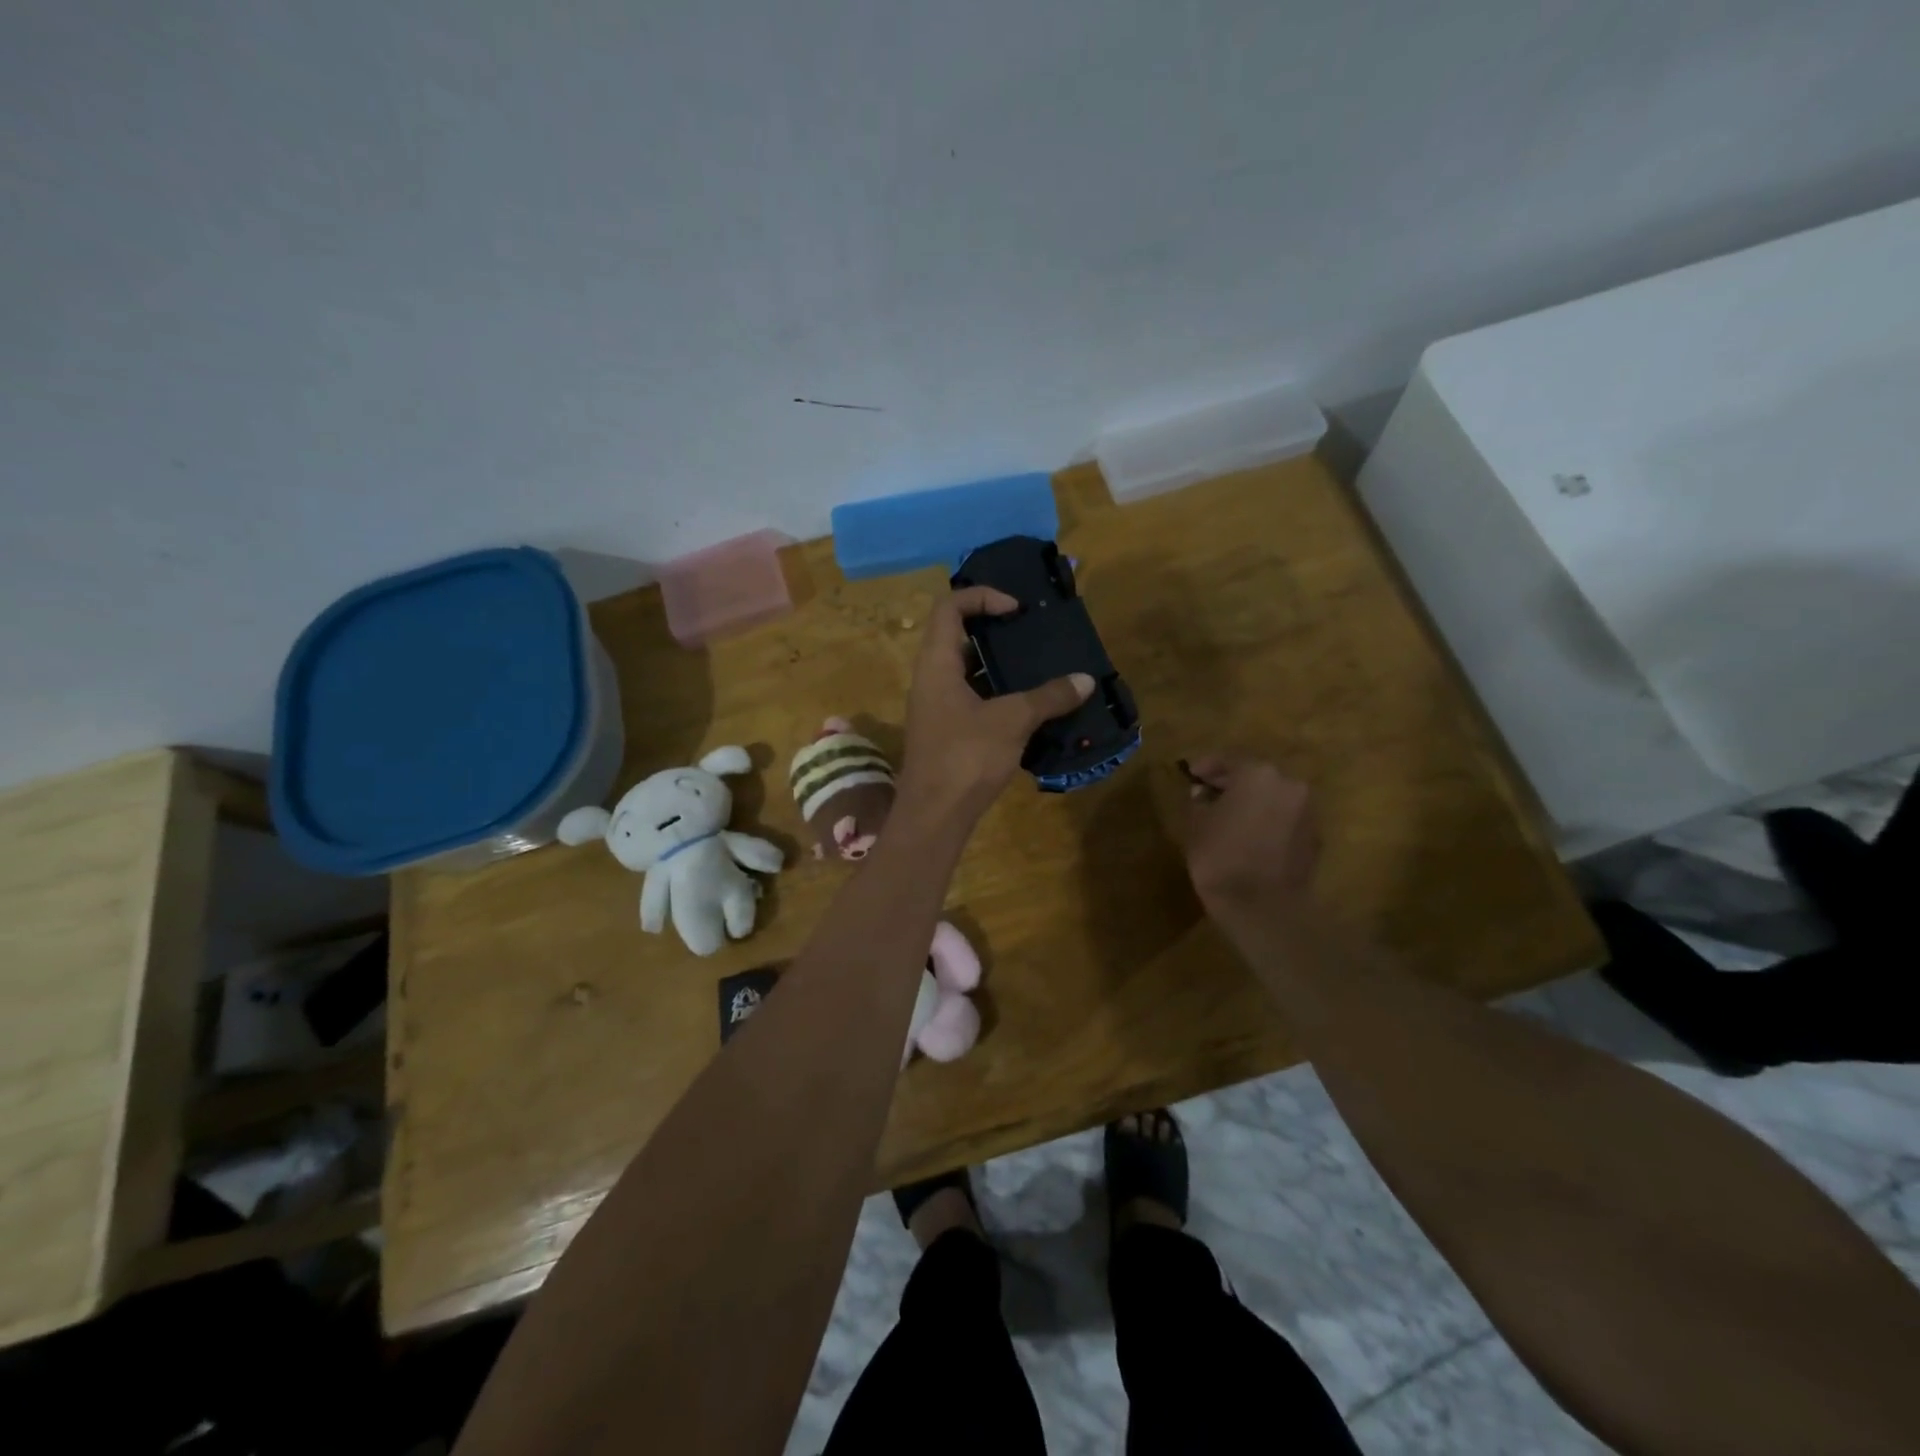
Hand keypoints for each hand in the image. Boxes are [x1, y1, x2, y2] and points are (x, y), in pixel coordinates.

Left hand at [897, 586, 1093, 824]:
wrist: (934, 816)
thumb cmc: (965, 757)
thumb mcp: (1012, 721)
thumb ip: (1048, 697)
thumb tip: (1085, 681)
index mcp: (936, 664)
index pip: (949, 608)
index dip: (982, 597)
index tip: (1016, 609)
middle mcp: (931, 678)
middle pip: (958, 636)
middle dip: (995, 629)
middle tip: (1032, 632)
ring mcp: (937, 707)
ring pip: (967, 671)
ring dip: (1000, 665)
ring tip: (1038, 665)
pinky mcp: (947, 731)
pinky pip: (973, 698)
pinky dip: (999, 694)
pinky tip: (1031, 705)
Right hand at [1181, 755, 1319, 916]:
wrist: (1264, 907)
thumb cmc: (1221, 858)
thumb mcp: (1196, 825)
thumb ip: (1199, 801)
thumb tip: (1204, 794)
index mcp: (1258, 774)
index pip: (1228, 760)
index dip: (1207, 767)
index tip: (1192, 775)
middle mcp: (1289, 784)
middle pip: (1256, 776)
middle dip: (1233, 784)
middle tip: (1210, 795)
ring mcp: (1307, 811)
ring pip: (1274, 797)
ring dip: (1254, 802)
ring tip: (1230, 818)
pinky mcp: (1315, 837)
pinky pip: (1286, 819)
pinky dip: (1269, 821)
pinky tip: (1251, 837)